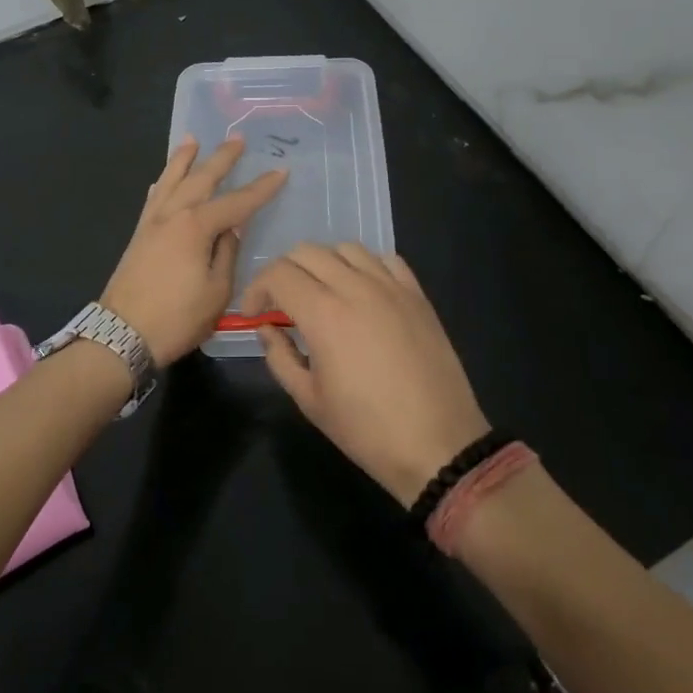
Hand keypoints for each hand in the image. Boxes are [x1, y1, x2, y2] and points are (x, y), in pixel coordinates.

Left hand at [102, 136, 286, 365]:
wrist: (122, 335)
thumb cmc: (177, 317)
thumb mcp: (217, 291)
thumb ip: (227, 254)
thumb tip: (231, 229)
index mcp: (196, 226)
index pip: (237, 202)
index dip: (261, 188)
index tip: (281, 171)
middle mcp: (173, 215)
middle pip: (201, 179)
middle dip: (221, 158)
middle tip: (237, 139)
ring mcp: (151, 223)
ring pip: (170, 181)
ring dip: (183, 159)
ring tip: (192, 139)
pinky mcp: (138, 235)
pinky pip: (153, 199)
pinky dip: (161, 184)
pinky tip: (163, 179)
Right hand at [240, 244, 488, 504]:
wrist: (438, 444)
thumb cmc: (366, 429)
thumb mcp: (309, 400)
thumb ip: (279, 357)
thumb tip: (267, 328)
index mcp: (323, 314)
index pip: (278, 274)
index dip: (256, 289)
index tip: (254, 314)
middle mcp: (356, 287)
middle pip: (307, 252)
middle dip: (284, 272)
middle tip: (281, 303)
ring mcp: (391, 287)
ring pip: (346, 248)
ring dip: (323, 264)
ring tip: (322, 294)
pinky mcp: (417, 294)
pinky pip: (385, 260)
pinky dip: (364, 266)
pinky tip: (362, 292)